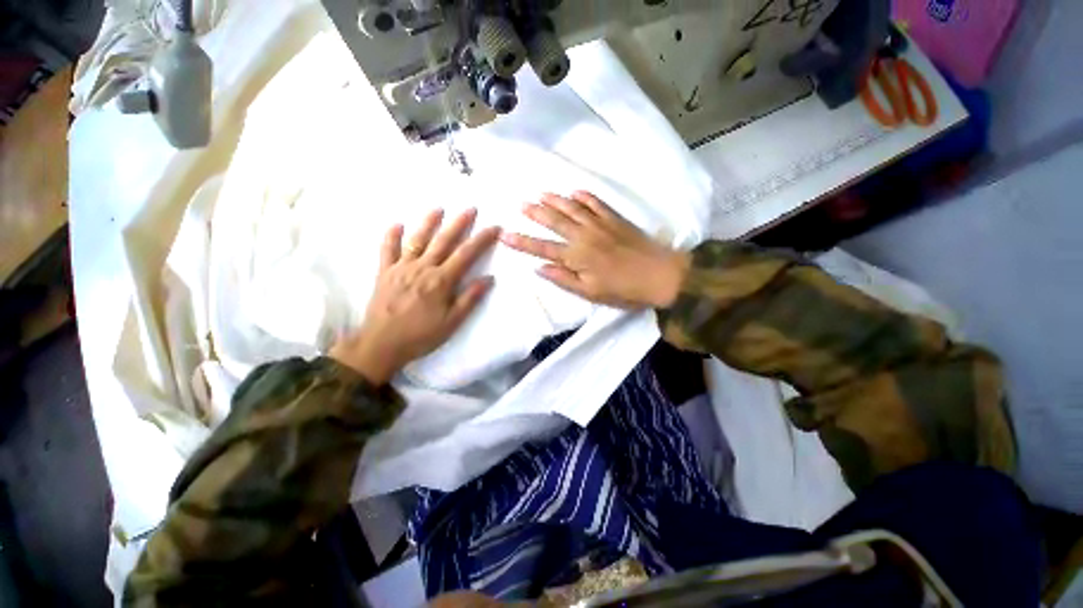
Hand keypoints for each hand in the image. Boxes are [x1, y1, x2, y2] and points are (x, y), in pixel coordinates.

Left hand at [330, 209, 499, 384]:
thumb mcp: (452, 322)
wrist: (381, 345)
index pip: (466, 254)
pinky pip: (387, 250)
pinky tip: (397, 224)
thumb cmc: (421, 335)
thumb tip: (489, 278)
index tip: (494, 227)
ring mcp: (401, 268)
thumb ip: (470, 298)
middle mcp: (422, 268)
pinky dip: (391, 236)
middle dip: (459, 223)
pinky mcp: (384, 273)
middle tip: (470, 208)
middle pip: (443, 241)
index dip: (481, 239)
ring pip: (417, 240)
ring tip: (438, 208)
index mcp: (441, 281)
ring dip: (428, 223)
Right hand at [501, 191, 689, 309]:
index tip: (504, 235)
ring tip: (541, 194)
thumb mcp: (591, 293)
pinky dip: (584, 196)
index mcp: (576, 257)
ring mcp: (600, 224)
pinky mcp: (615, 219)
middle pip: (555, 222)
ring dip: (555, 200)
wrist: (661, 275)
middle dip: (536, 213)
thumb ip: (564, 279)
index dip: (522, 242)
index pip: (542, 248)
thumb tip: (539, 268)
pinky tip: (575, 191)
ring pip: (572, 208)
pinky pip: (596, 203)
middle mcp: (584, 236)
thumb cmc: (624, 290)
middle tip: (521, 205)